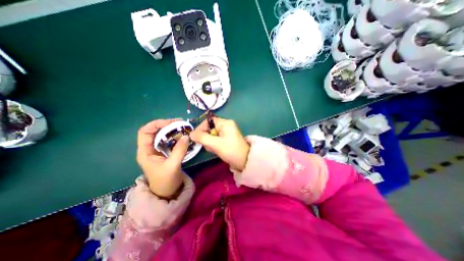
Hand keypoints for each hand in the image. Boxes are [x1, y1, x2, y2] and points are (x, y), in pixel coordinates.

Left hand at [136, 119, 188, 196]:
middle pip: (155, 131)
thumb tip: (187, 136)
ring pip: (163, 135)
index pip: (145, 131)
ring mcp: (157, 150)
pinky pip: (169, 140)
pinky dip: (176, 136)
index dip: (157, 124)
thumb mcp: (172, 166)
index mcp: (145, 152)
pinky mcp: (165, 152)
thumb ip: (179, 150)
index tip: (171, 123)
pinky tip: (183, 135)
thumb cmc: (166, 182)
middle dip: (167, 125)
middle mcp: (149, 148)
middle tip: (181, 123)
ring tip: (183, 127)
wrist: (167, 193)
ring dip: (172, 130)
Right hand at [191, 118, 249, 170]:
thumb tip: (190, 133)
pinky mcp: (226, 139)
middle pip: (209, 128)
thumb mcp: (216, 144)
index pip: (208, 121)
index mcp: (225, 123)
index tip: (196, 138)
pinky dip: (214, 145)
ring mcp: (226, 132)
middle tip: (210, 146)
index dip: (201, 128)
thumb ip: (202, 138)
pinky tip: (216, 150)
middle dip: (207, 138)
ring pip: (211, 135)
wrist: (244, 161)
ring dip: (210, 142)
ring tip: (214, 149)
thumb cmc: (231, 151)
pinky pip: (215, 139)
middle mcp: (226, 125)